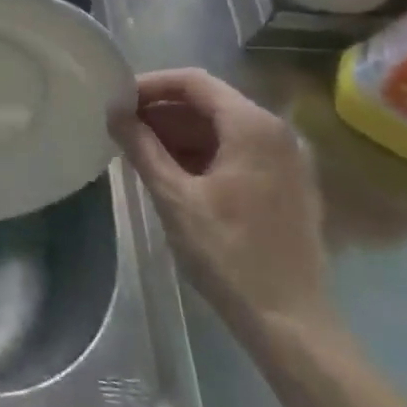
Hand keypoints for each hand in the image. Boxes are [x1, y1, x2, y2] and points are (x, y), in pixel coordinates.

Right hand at [109, 70, 330, 342]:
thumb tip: (115, 112)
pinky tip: (175, 174)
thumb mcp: (174, 197)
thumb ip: (142, 147)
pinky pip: (239, 151)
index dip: (151, 85)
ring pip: (223, 128)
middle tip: (124, 129)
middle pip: (210, 102)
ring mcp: (288, 160)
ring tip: (142, 152)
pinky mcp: (289, 185)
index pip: (193, 82)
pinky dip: (205, 153)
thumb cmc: (229, 254)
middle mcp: (276, 132)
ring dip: (181, 133)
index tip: (119, 101)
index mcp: (252, 126)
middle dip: (164, 112)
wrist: (291, 325)